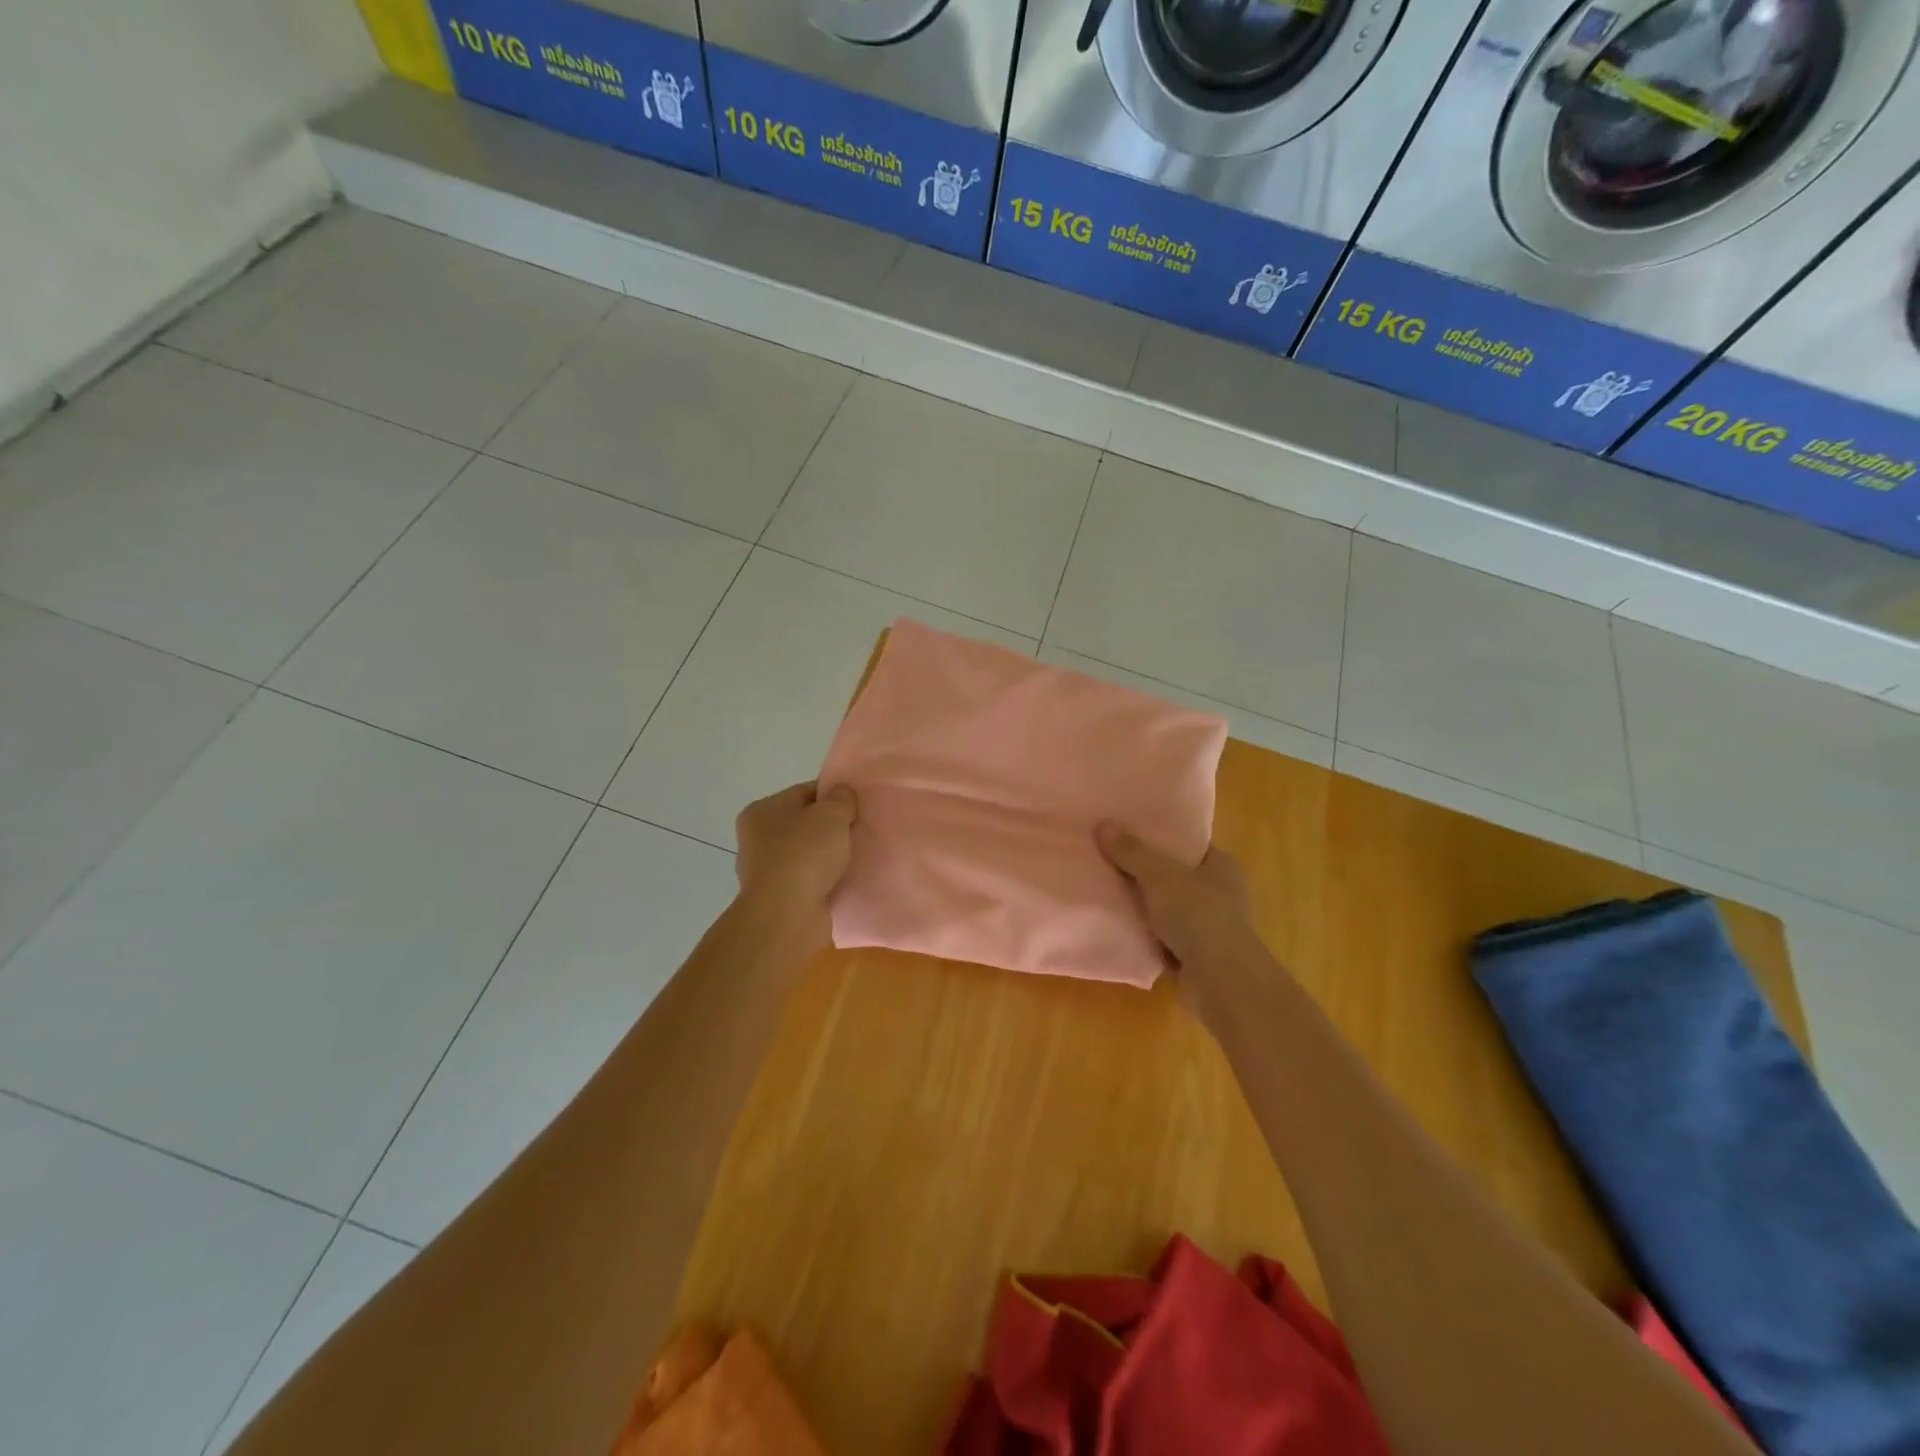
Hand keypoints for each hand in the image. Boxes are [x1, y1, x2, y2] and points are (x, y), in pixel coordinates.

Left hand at [734, 782, 858, 951]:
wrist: (788, 915)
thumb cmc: (805, 854)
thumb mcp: (831, 814)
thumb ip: (841, 798)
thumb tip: (842, 794)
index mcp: (762, 810)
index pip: (804, 792)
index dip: (833, 796)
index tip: (858, 806)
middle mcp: (758, 838)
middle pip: (805, 824)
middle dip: (832, 828)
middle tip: (861, 830)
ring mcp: (767, 871)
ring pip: (808, 854)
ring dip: (830, 856)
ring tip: (858, 857)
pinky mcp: (780, 898)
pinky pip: (810, 880)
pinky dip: (826, 880)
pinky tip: (847, 880)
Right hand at [1097, 824, 1264, 1005]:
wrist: (1221, 981)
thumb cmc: (1198, 916)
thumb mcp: (1159, 876)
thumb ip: (1131, 851)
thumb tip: (1103, 824)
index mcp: (1221, 866)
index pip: (1188, 843)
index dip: (1160, 837)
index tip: (1127, 832)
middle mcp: (1220, 892)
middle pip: (1175, 875)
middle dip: (1145, 871)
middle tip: (1109, 859)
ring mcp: (1210, 925)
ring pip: (1168, 907)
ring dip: (1144, 905)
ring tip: (1106, 890)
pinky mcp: (1198, 954)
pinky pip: (1164, 935)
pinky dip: (1146, 933)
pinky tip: (1119, 925)